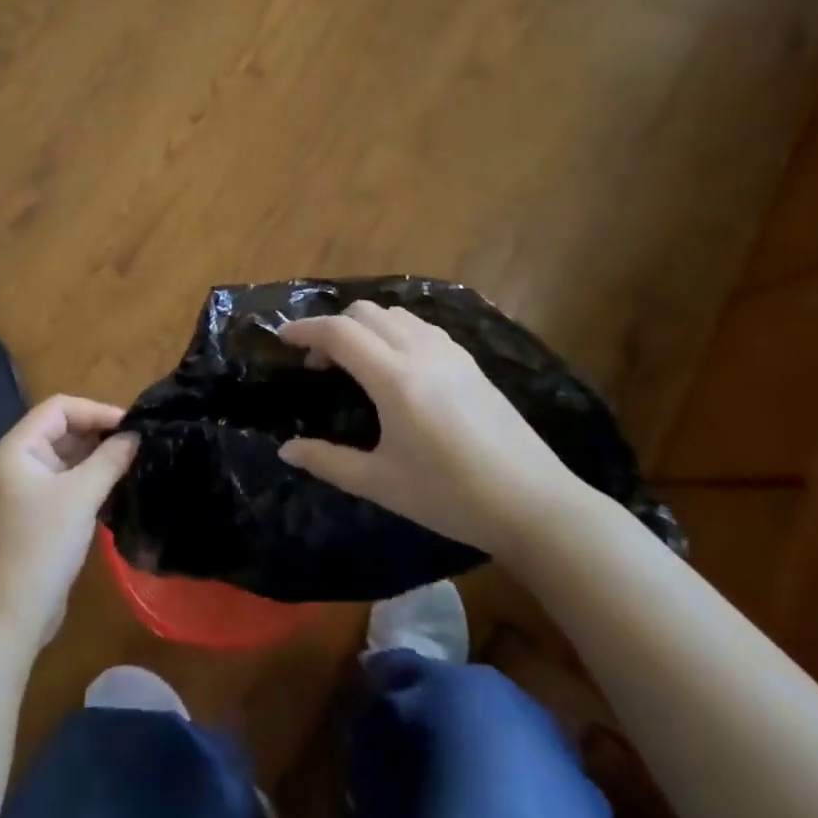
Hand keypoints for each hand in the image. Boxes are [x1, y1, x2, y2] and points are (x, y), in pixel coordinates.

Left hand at [0, 395, 136, 648]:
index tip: (131, 424)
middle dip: (98, 431)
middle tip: (138, 440)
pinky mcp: (36, 511)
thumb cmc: (42, 545)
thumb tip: (136, 435)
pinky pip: (66, 479)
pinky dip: (90, 476)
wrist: (11, 614)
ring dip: (97, 455)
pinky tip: (117, 482)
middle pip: (61, 429)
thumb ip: (110, 459)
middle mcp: (17, 461)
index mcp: (17, 449)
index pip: (59, 408)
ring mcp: (25, 488)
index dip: (96, 410)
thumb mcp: (81, 496)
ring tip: (133, 459)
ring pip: (66, 455)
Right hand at [276, 301, 583, 561]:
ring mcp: (451, 353)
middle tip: (320, 364)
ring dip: (365, 326)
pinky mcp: (471, 362)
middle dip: (333, 327)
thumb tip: (287, 450)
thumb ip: (328, 462)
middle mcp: (421, 352)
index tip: (283, 339)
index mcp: (395, 379)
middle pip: (365, 313)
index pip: (339, 333)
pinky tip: (397, 365)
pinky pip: (421, 327)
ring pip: (395, 314)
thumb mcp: (381, 484)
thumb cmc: (450, 497)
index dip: (305, 330)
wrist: (534, 504)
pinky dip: (394, 331)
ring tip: (356, 361)